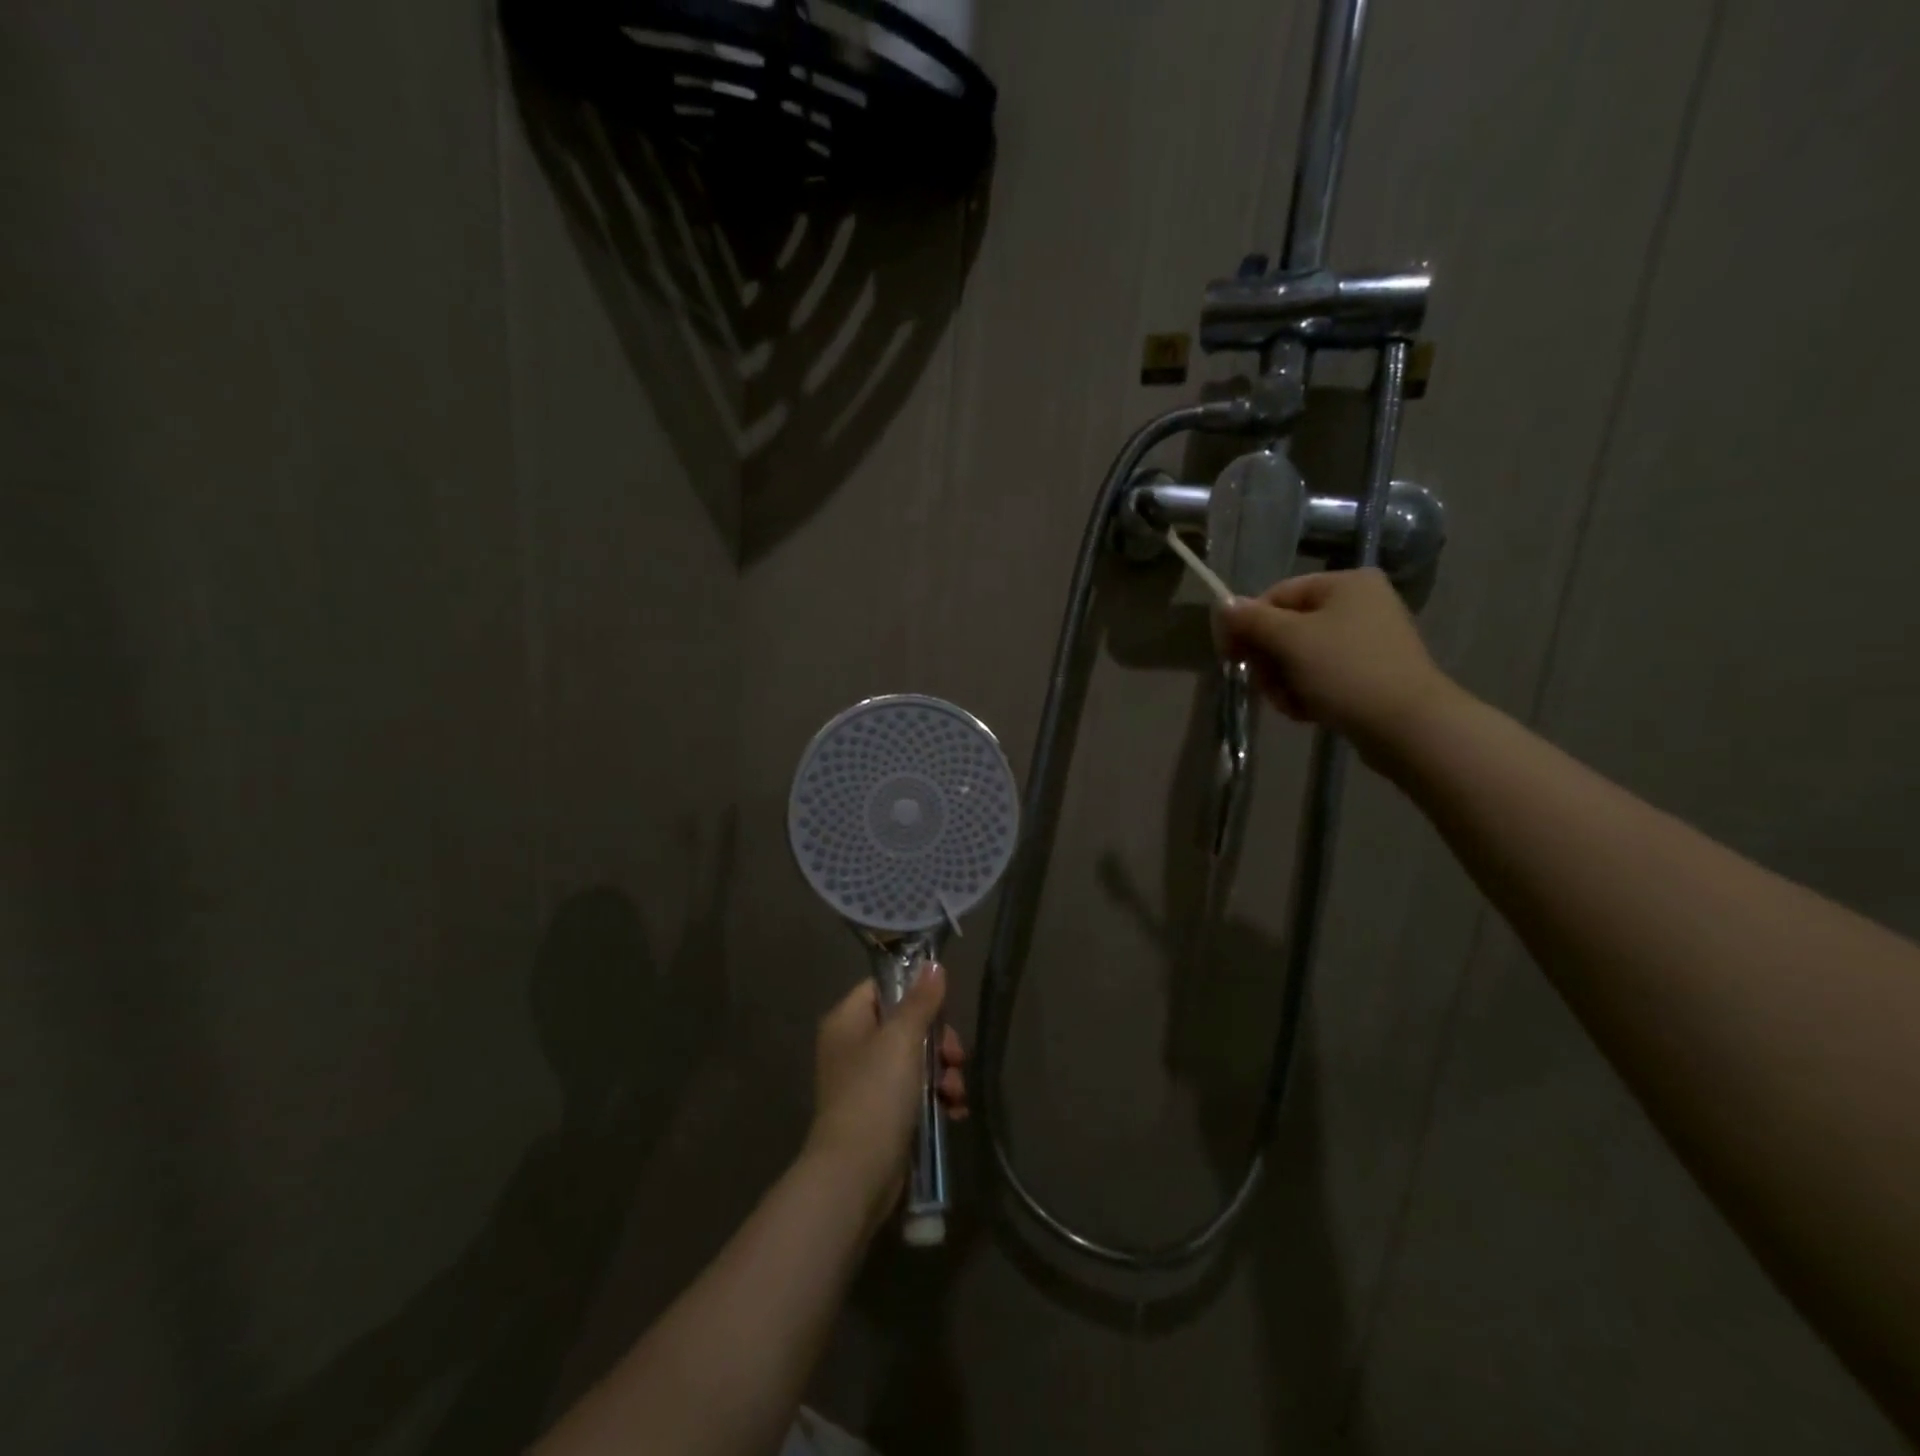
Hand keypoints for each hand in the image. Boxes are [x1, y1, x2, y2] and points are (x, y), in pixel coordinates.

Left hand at [805, 966, 966, 1222]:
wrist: (855, 1175)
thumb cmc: (875, 1095)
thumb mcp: (902, 1039)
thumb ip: (920, 1001)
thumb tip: (933, 964)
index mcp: (847, 1021)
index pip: (883, 987)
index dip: (915, 993)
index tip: (944, 1009)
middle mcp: (852, 1047)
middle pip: (905, 1025)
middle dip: (939, 1042)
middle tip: (956, 1058)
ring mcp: (865, 1083)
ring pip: (915, 1060)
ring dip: (943, 1073)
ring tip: (956, 1093)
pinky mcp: (880, 1115)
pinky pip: (914, 1093)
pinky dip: (936, 1098)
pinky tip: (954, 1111)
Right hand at [1216, 568, 1459, 762]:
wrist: (1407, 726)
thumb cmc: (1346, 671)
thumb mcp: (1290, 640)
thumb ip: (1252, 620)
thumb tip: (1223, 605)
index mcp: (1345, 584)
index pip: (1276, 596)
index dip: (1248, 625)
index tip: (1231, 657)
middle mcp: (1359, 604)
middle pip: (1286, 628)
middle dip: (1269, 661)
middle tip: (1266, 685)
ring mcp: (1366, 641)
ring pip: (1299, 657)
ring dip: (1283, 682)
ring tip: (1290, 703)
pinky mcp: (1369, 673)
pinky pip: (1320, 676)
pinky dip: (1306, 693)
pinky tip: (1307, 711)